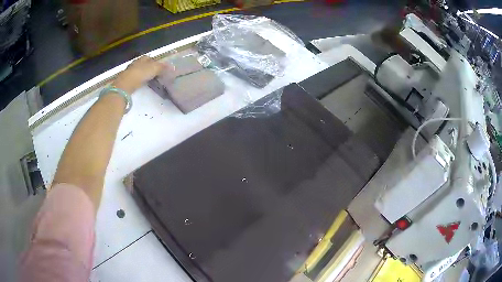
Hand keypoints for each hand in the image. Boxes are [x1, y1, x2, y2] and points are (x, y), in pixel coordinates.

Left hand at [112, 56, 165, 93]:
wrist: (126, 84)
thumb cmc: (141, 73)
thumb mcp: (154, 69)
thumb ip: (163, 67)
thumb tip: (172, 66)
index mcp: (143, 58)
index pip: (150, 58)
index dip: (155, 62)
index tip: (160, 68)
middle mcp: (136, 63)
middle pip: (143, 64)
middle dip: (148, 68)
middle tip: (155, 74)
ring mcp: (130, 71)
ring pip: (138, 71)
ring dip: (143, 74)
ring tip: (149, 80)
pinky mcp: (126, 80)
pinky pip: (134, 79)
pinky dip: (138, 80)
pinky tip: (141, 84)